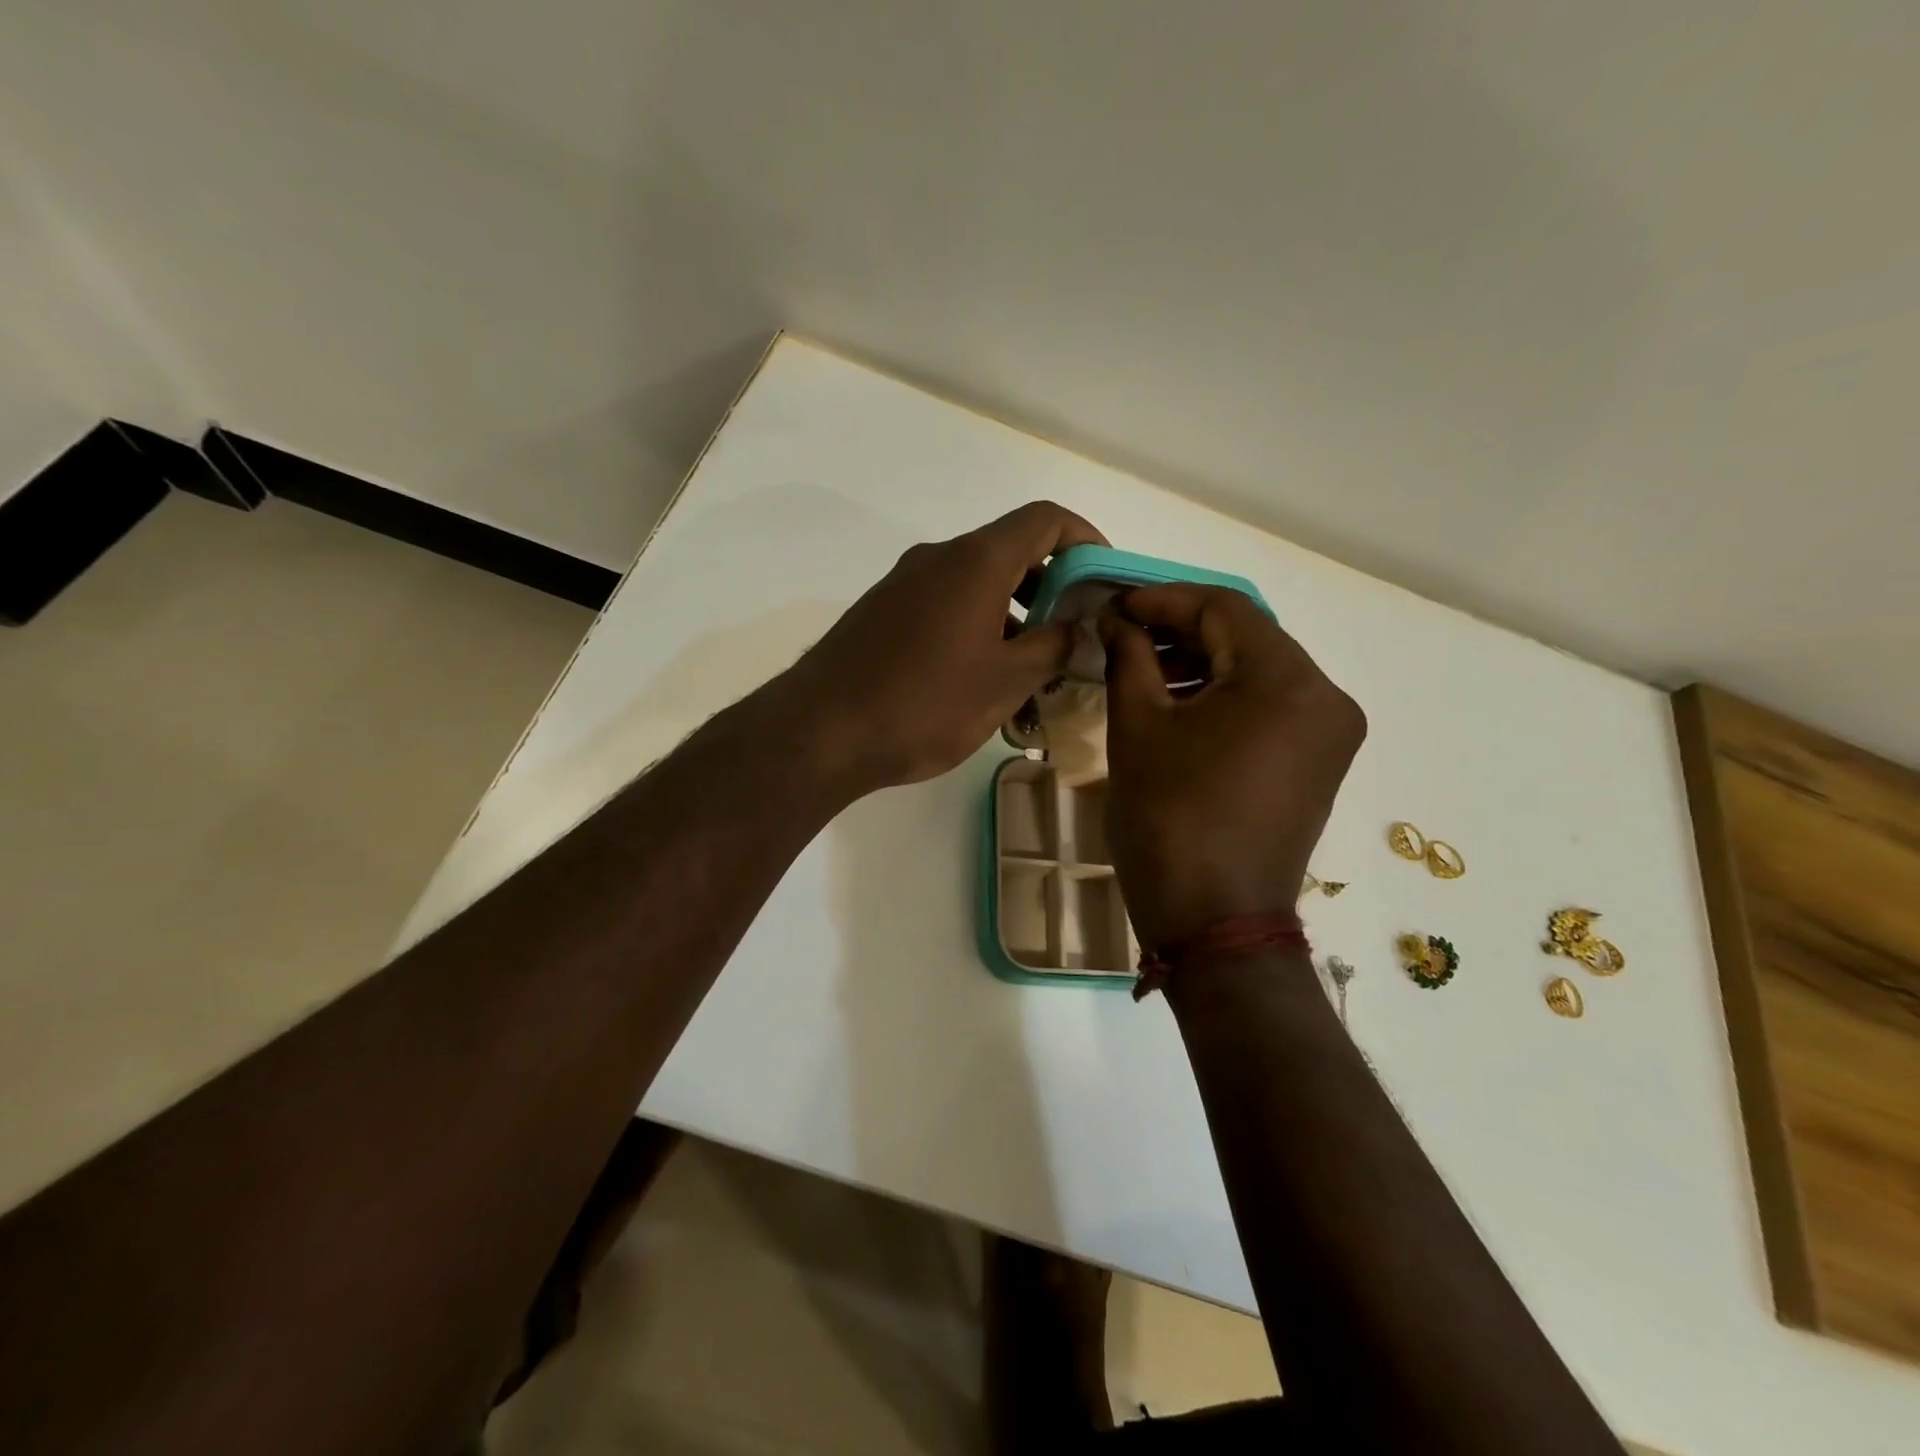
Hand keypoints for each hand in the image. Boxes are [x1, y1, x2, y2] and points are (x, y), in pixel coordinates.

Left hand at [784, 502, 1107, 792]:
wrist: (820, 732)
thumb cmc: (924, 704)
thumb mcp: (1005, 681)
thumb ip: (1054, 647)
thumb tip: (1078, 626)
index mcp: (975, 561)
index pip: (1046, 519)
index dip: (1085, 540)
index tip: (1103, 581)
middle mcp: (938, 559)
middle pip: (1010, 552)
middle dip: (1051, 589)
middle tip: (1072, 637)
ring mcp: (904, 585)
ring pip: (976, 586)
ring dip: (1014, 618)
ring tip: (1032, 675)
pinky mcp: (881, 614)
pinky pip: (944, 608)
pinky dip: (976, 629)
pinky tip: (980, 682)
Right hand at [1100, 585, 1365, 949]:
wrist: (1214, 922)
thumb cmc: (1170, 819)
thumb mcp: (1138, 728)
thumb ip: (1128, 657)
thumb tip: (1115, 621)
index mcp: (1287, 680)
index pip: (1222, 608)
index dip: (1161, 600)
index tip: (1113, 606)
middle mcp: (1325, 696)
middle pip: (1246, 637)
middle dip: (1180, 630)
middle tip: (1121, 635)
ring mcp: (1329, 733)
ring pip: (1258, 671)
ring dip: (1201, 663)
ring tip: (1141, 669)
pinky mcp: (1319, 763)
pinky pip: (1270, 706)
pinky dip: (1225, 696)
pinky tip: (1178, 703)